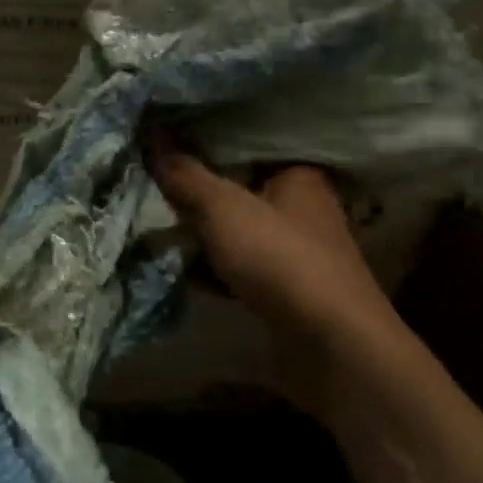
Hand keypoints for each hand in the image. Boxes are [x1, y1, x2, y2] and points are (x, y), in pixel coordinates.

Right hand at [146, 139, 400, 427]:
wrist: (331, 346)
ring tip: (156, 228)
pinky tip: (179, 271)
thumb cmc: (280, 259)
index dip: (203, 145)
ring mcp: (295, 253)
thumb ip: (185, 175)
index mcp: (298, 175)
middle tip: (151, 188)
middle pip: (238, 191)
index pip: (245, 146)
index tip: (162, 146)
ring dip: (201, 236)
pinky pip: (239, 269)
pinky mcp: (285, 292)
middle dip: (196, 195)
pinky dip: (213, 269)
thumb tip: (151, 136)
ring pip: (237, 233)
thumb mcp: (223, 208)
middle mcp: (301, 209)